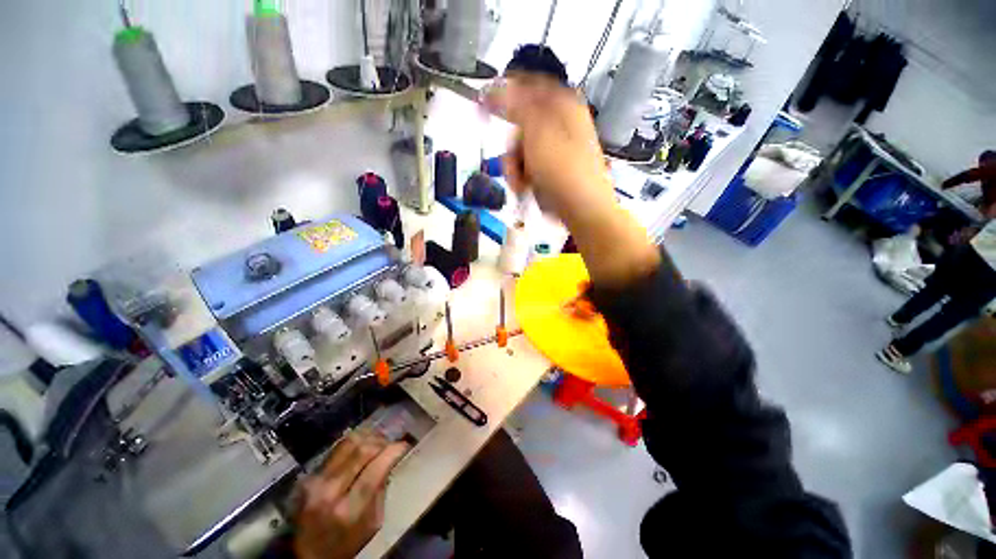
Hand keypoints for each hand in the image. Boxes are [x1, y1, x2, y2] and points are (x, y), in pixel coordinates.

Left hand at [293, 434, 408, 558]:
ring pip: (348, 443)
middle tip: (392, 443)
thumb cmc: (346, 542)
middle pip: (362, 450)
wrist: (308, 553)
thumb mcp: (372, 523)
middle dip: (382, 442)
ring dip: (368, 438)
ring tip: (378, 442)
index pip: (375, 468)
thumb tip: (390, 461)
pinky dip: (354, 443)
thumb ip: (381, 490)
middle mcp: (329, 491)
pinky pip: (336, 449)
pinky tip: (362, 446)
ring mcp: (315, 481)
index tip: (404, 445)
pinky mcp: (309, 475)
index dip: (393, 451)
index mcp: (348, 510)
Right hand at [483, 74, 614, 228]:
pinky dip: (524, 176)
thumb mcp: (538, 131)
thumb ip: (518, 105)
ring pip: (524, 147)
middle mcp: (561, 123)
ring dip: (515, 166)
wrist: (582, 208)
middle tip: (510, 160)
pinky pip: (530, 165)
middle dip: (512, 144)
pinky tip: (525, 187)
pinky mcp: (554, 169)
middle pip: (523, 123)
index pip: (530, 85)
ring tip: (520, 182)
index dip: (506, 90)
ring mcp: (558, 148)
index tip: (485, 102)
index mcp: (564, 104)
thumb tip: (502, 86)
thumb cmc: (561, 168)